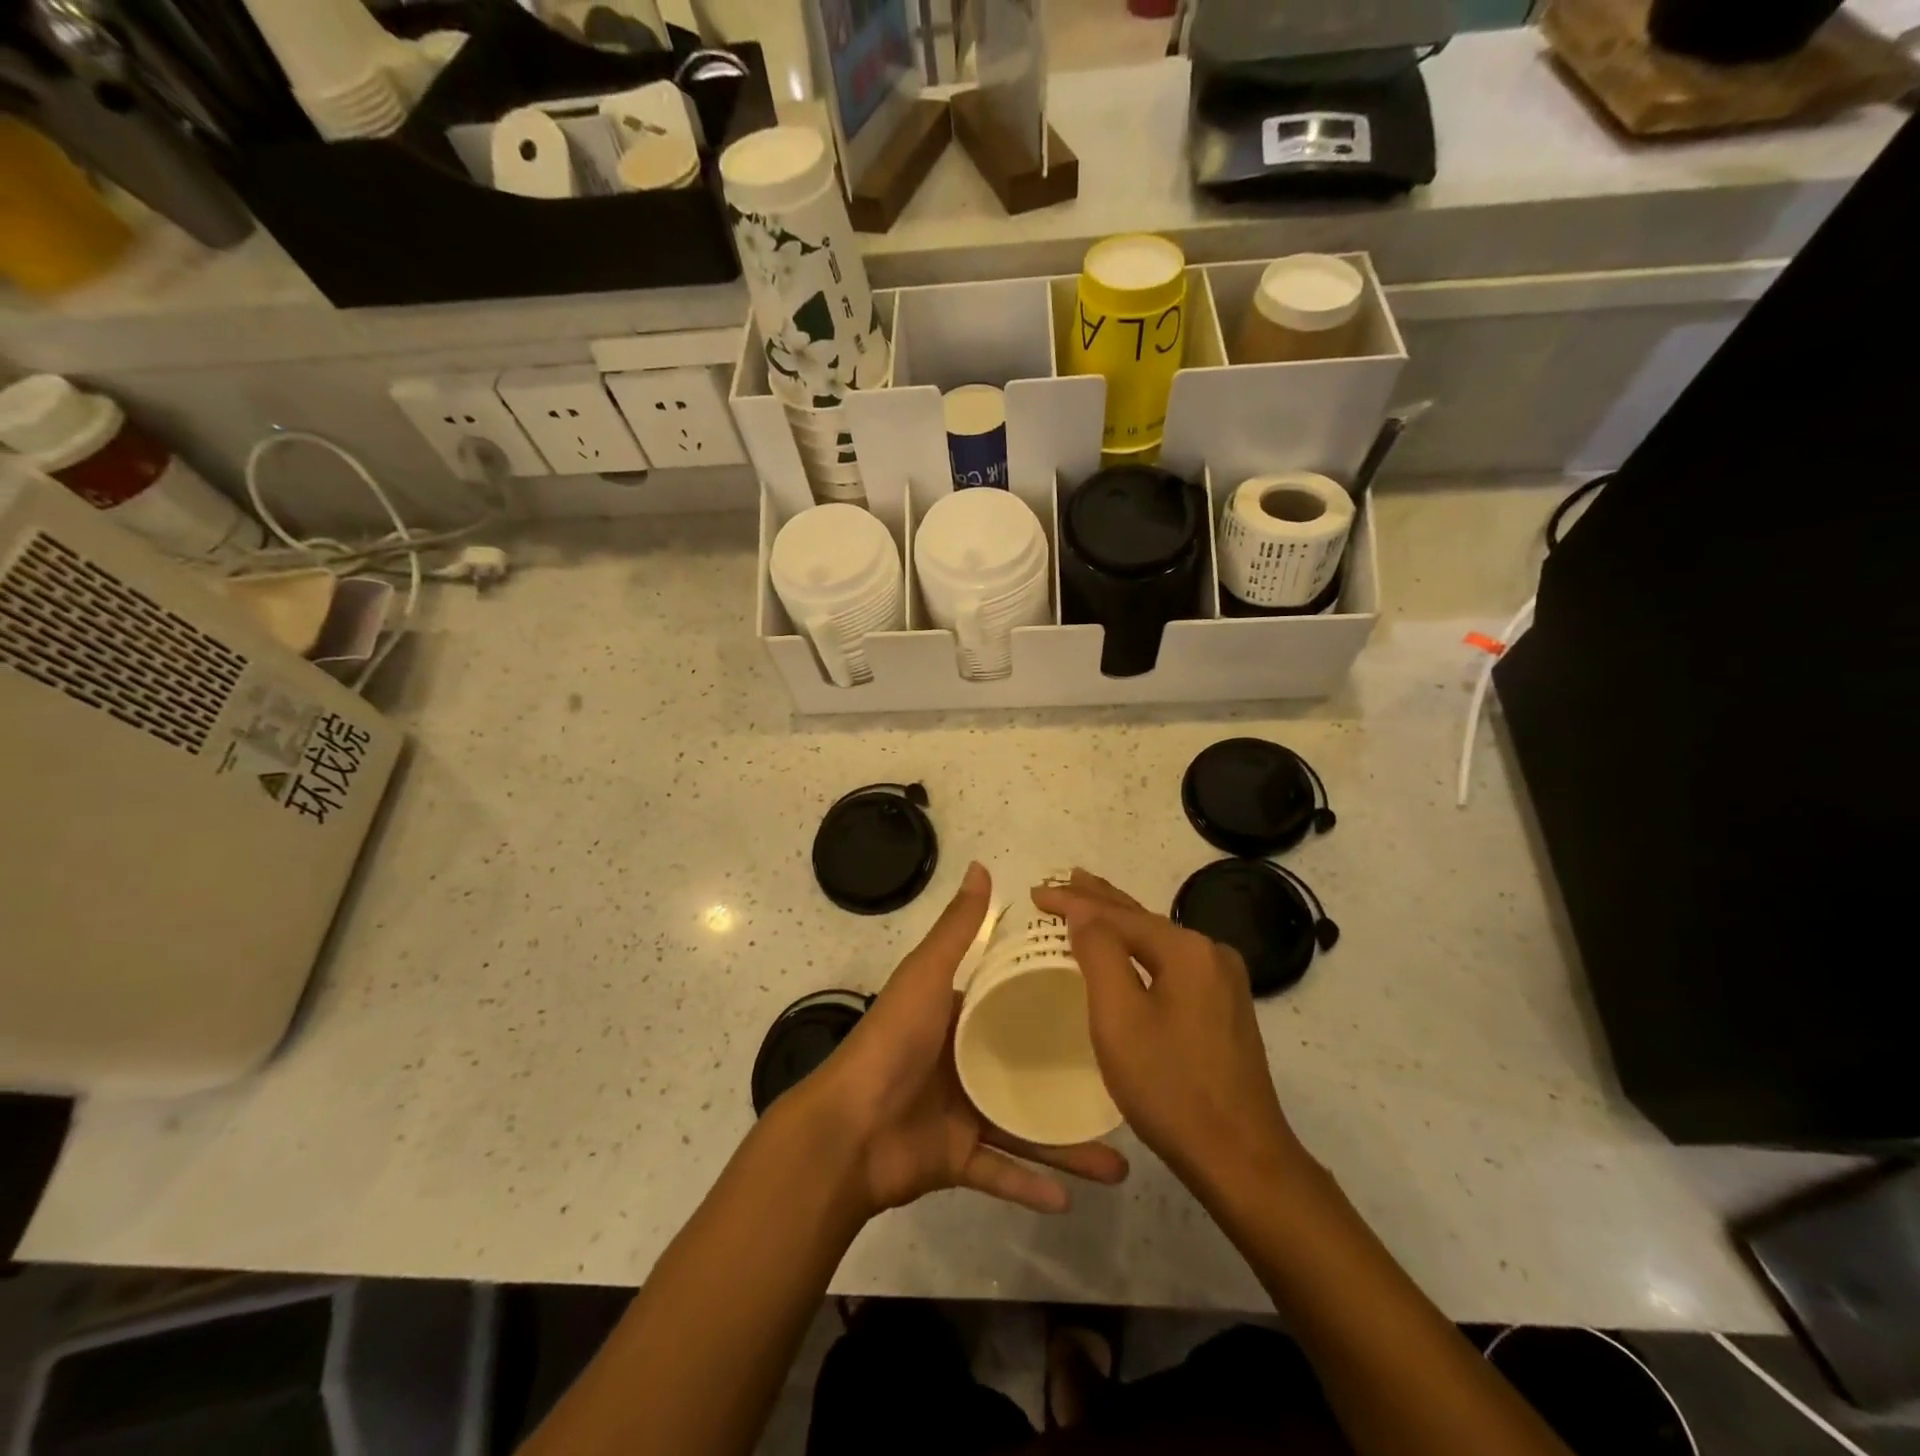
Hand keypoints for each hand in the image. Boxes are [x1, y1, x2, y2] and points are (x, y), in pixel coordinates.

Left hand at [800, 863, 1129, 1218]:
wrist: (847, 1129)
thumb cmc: (893, 1042)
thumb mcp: (926, 975)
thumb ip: (957, 929)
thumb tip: (982, 866)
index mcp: (958, 1018)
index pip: (1013, 1004)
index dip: (1052, 1000)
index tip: (1105, 1003)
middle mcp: (964, 1064)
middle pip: (1029, 1071)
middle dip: (1073, 1081)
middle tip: (1125, 1087)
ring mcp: (961, 1114)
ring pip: (1025, 1128)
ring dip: (1067, 1147)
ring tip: (1118, 1162)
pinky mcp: (955, 1161)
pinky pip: (1000, 1173)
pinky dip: (1030, 1187)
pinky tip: (1070, 1199)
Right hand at [1032, 870, 1311, 1200]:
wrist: (1241, 1158)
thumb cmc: (1170, 1087)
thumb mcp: (1119, 1018)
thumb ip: (1099, 953)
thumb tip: (1084, 909)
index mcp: (1186, 950)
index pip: (1118, 913)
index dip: (1074, 901)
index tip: (1037, 893)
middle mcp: (1211, 954)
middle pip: (1142, 918)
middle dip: (1099, 900)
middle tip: (1063, 880)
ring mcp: (1224, 981)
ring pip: (1157, 941)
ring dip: (1119, 923)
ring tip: (1088, 903)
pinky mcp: (1225, 1007)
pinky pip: (1171, 964)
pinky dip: (1140, 950)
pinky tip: (1127, 950)